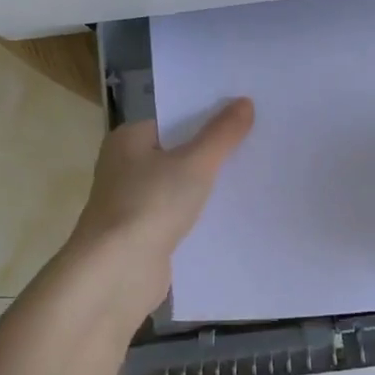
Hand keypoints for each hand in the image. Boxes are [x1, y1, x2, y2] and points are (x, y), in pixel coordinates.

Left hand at [65, 99, 254, 319]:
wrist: (117, 272)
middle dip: (212, 154)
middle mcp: (124, 168)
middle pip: (177, 153)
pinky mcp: (143, 236)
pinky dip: (200, 217)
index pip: (173, 121)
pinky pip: (179, 217)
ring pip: (179, 187)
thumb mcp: (195, 163)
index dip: (207, 118)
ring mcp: (132, 204)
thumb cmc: (151, 204)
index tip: (243, 118)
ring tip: (252, 178)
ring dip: (208, 188)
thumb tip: (245, 102)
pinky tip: (232, 216)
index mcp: (128, 140)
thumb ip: (222, 134)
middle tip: (256, 146)